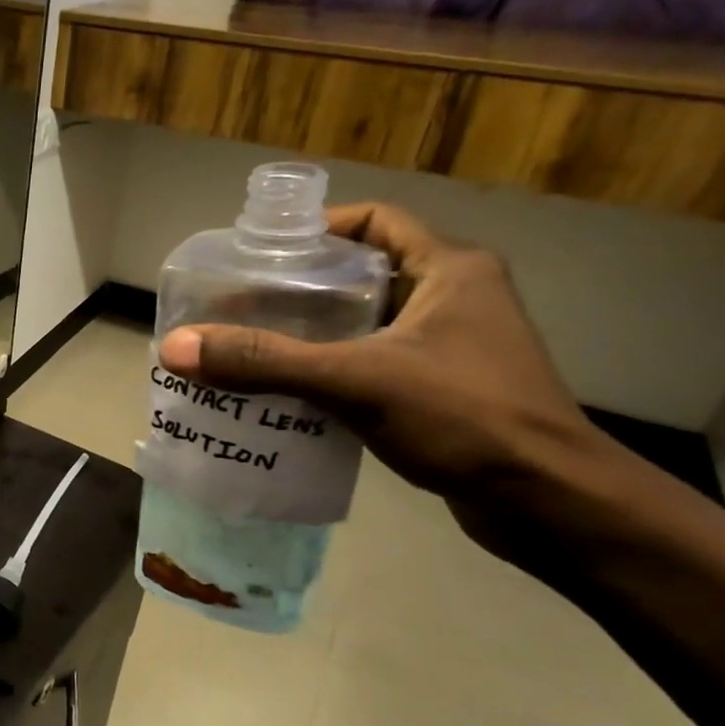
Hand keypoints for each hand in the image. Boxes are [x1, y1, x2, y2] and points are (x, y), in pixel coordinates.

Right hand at [157, 202, 602, 535]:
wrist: (547, 503)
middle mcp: (452, 298)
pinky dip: (328, 374)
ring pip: (362, 326)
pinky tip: (284, 395)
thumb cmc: (463, 418)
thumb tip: (177, 347)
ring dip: (309, 336)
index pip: (374, 222)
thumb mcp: (355, 380)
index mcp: (449, 270)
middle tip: (237, 306)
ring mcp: (449, 348)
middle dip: (297, 291)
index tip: (260, 254)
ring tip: (248, 349)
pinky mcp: (441, 391)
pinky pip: (369, 366)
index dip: (316, 230)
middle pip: (359, 276)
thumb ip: (265, 362)